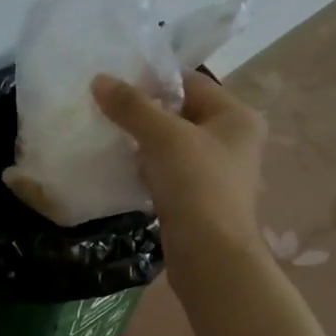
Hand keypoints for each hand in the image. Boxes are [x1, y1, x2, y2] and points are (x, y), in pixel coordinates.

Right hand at [92, 71, 265, 255]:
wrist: (209, 255)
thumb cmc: (196, 186)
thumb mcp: (163, 137)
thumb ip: (131, 106)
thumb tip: (98, 80)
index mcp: (237, 117)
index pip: (191, 82)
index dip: (153, 79)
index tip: (114, 84)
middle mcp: (233, 140)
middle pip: (181, 113)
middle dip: (144, 112)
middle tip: (105, 109)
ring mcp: (216, 172)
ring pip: (172, 145)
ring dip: (143, 142)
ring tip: (108, 136)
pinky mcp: (198, 199)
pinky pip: (168, 172)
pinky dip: (147, 169)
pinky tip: (122, 169)